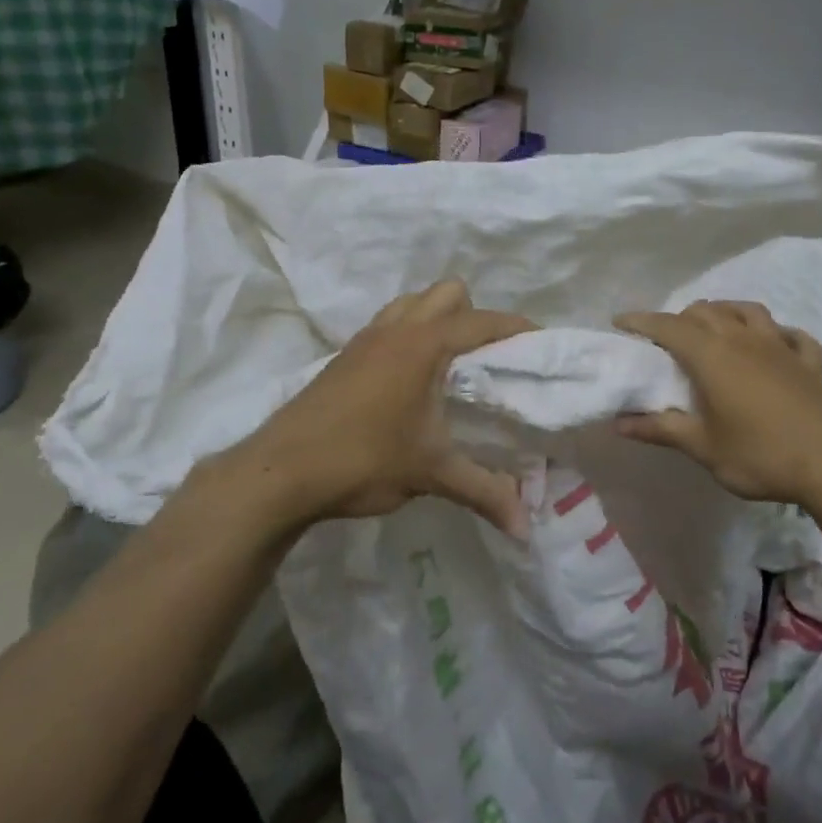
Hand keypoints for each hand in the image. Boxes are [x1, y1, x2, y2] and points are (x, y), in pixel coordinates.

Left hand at [223, 279, 534, 537]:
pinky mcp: (345, 355)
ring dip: (437, 319)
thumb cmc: (362, 460)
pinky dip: (409, 334)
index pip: (484, 321)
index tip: (541, 343)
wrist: (280, 471)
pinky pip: (389, 323)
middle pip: (449, 293)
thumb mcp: (430, 473)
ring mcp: (366, 338)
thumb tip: (526, 528)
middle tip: (487, 359)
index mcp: (425, 345)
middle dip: (474, 316)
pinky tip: (409, 380)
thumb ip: (483, 493)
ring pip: (414, 303)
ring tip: (450, 364)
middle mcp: (397, 329)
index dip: (517, 327)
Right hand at [613, 301, 821, 506]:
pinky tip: (774, 345)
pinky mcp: (809, 362)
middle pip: (705, 311)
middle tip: (666, 341)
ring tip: (714, 330)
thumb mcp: (703, 448)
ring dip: (724, 313)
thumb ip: (661, 430)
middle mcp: (743, 338)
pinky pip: (790, 335)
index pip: (668, 326)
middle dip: (680, 318)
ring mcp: (780, 346)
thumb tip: (619, 423)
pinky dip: (776, 334)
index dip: (641, 321)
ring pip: (747, 310)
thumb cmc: (760, 455)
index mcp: (712, 355)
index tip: (620, 321)